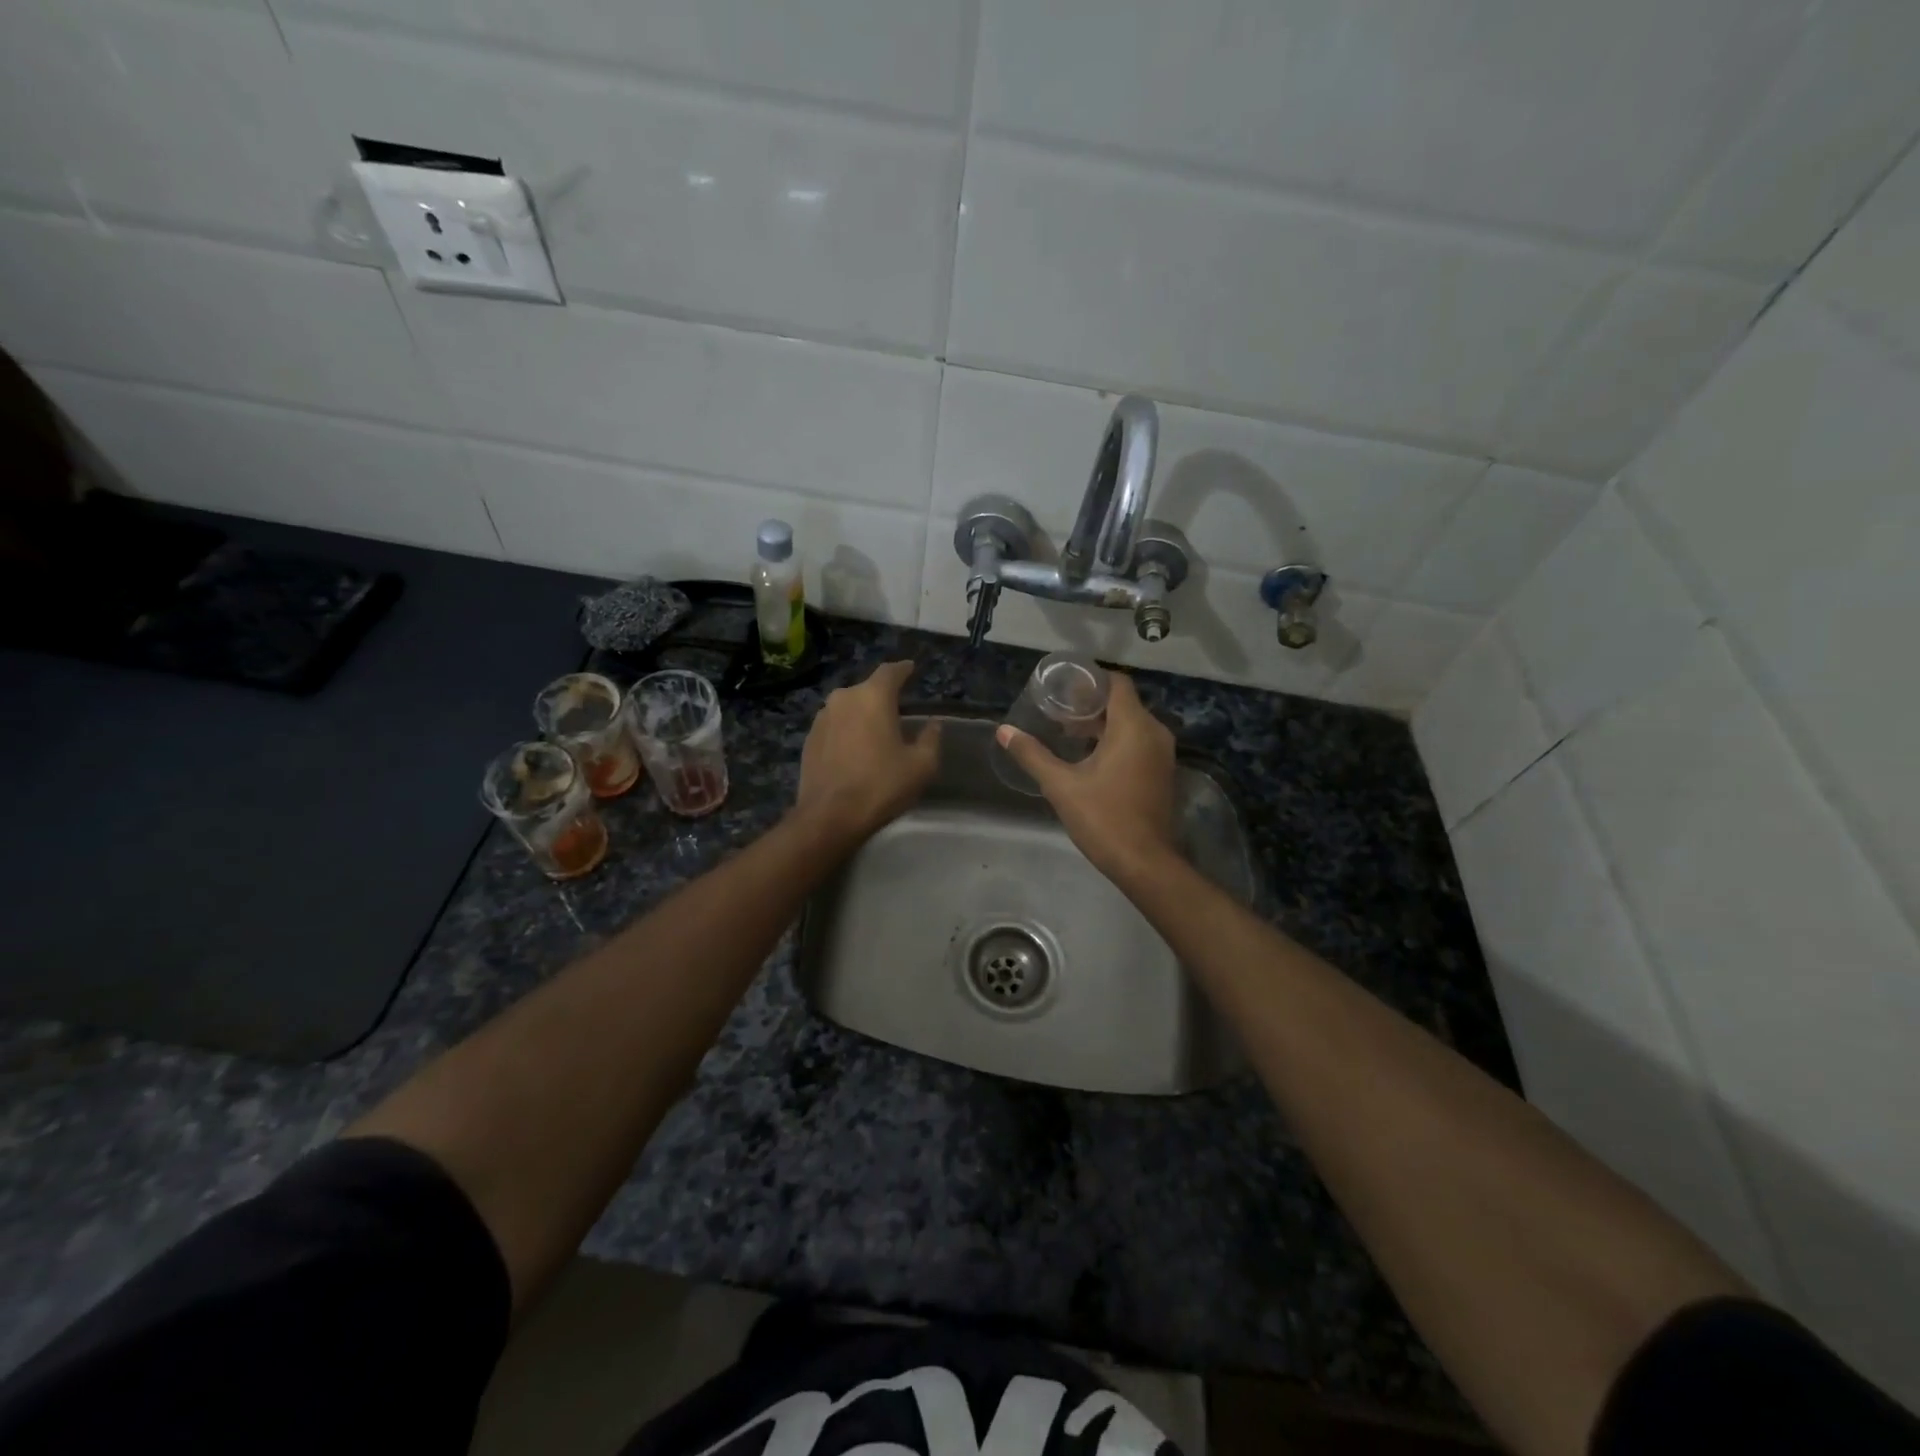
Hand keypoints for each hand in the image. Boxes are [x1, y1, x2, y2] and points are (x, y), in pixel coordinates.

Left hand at [795, 660, 940, 843]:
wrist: (829, 816)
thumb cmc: (881, 785)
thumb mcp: (921, 765)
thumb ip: (930, 739)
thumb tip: (933, 725)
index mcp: (873, 696)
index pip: (890, 671)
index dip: (903, 670)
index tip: (911, 669)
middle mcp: (844, 698)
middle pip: (867, 689)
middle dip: (882, 696)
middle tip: (897, 710)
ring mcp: (822, 718)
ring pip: (848, 707)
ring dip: (862, 714)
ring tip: (875, 731)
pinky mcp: (809, 739)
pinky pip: (834, 726)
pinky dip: (846, 731)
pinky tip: (854, 749)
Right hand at [995, 673, 1178, 882]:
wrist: (1144, 863)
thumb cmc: (1103, 818)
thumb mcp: (1061, 786)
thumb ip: (1033, 754)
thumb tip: (1004, 731)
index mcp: (1133, 727)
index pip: (1117, 683)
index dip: (1090, 681)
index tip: (1063, 688)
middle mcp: (1154, 732)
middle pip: (1123, 703)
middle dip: (1091, 704)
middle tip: (1059, 711)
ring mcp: (1163, 754)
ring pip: (1132, 723)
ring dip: (1103, 724)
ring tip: (1069, 734)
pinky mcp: (1163, 772)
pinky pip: (1140, 742)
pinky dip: (1118, 741)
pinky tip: (1091, 757)